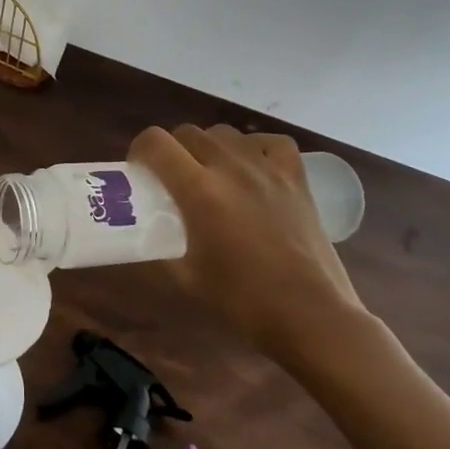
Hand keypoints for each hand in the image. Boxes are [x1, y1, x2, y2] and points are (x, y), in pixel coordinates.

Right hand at [129, 124, 367, 367]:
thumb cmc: (242, 301)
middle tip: (171, 178)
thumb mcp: (185, 277)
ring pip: (226, 133)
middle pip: (188, 133)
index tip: (139, 171)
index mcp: (199, 191)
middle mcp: (231, 168)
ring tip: (210, 174)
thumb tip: (144, 236)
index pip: (155, 143)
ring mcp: (267, 170)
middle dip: (171, 149)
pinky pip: (271, 143)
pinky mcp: (296, 179)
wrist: (310, 316)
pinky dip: (255, 147)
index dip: (139, 151)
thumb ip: (160, 248)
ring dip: (209, 147)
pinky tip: (251, 167)